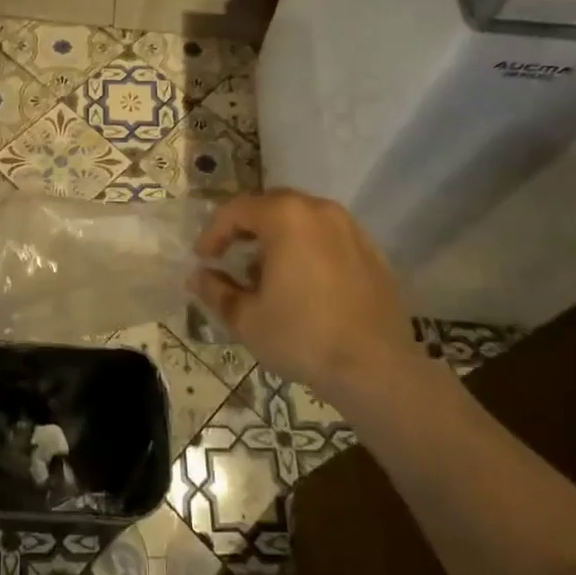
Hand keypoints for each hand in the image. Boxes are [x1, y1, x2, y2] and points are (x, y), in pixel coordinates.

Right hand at [193, 189, 422, 405]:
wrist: (377, 368)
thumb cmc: (302, 336)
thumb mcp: (247, 318)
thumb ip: (216, 291)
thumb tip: (198, 277)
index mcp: (286, 217)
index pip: (237, 210)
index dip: (213, 232)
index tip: (203, 259)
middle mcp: (320, 210)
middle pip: (271, 206)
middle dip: (246, 229)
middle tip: (230, 255)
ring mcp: (351, 229)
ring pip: (302, 220)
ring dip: (277, 238)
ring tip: (266, 273)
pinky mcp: (373, 252)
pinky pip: (328, 238)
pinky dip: (308, 249)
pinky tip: (304, 284)